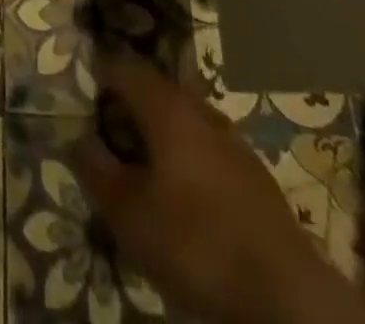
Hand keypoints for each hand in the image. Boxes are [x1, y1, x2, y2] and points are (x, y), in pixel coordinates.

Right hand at [75, 52, 364, 323]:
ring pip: (186, 117)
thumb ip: (98, 172)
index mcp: (168, 108)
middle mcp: (201, 111)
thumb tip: (77, 138)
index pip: (126, 68)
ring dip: (161, 127)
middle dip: (131, 99)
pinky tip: (180, 184)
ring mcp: (233, 141)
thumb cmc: (196, 244)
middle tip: (107, 121)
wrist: (287, 296)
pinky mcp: (255, 175)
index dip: (102, 70)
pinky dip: (186, 151)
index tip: (84, 80)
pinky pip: (208, 145)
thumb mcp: (130, 215)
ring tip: (141, 155)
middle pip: (159, 89)